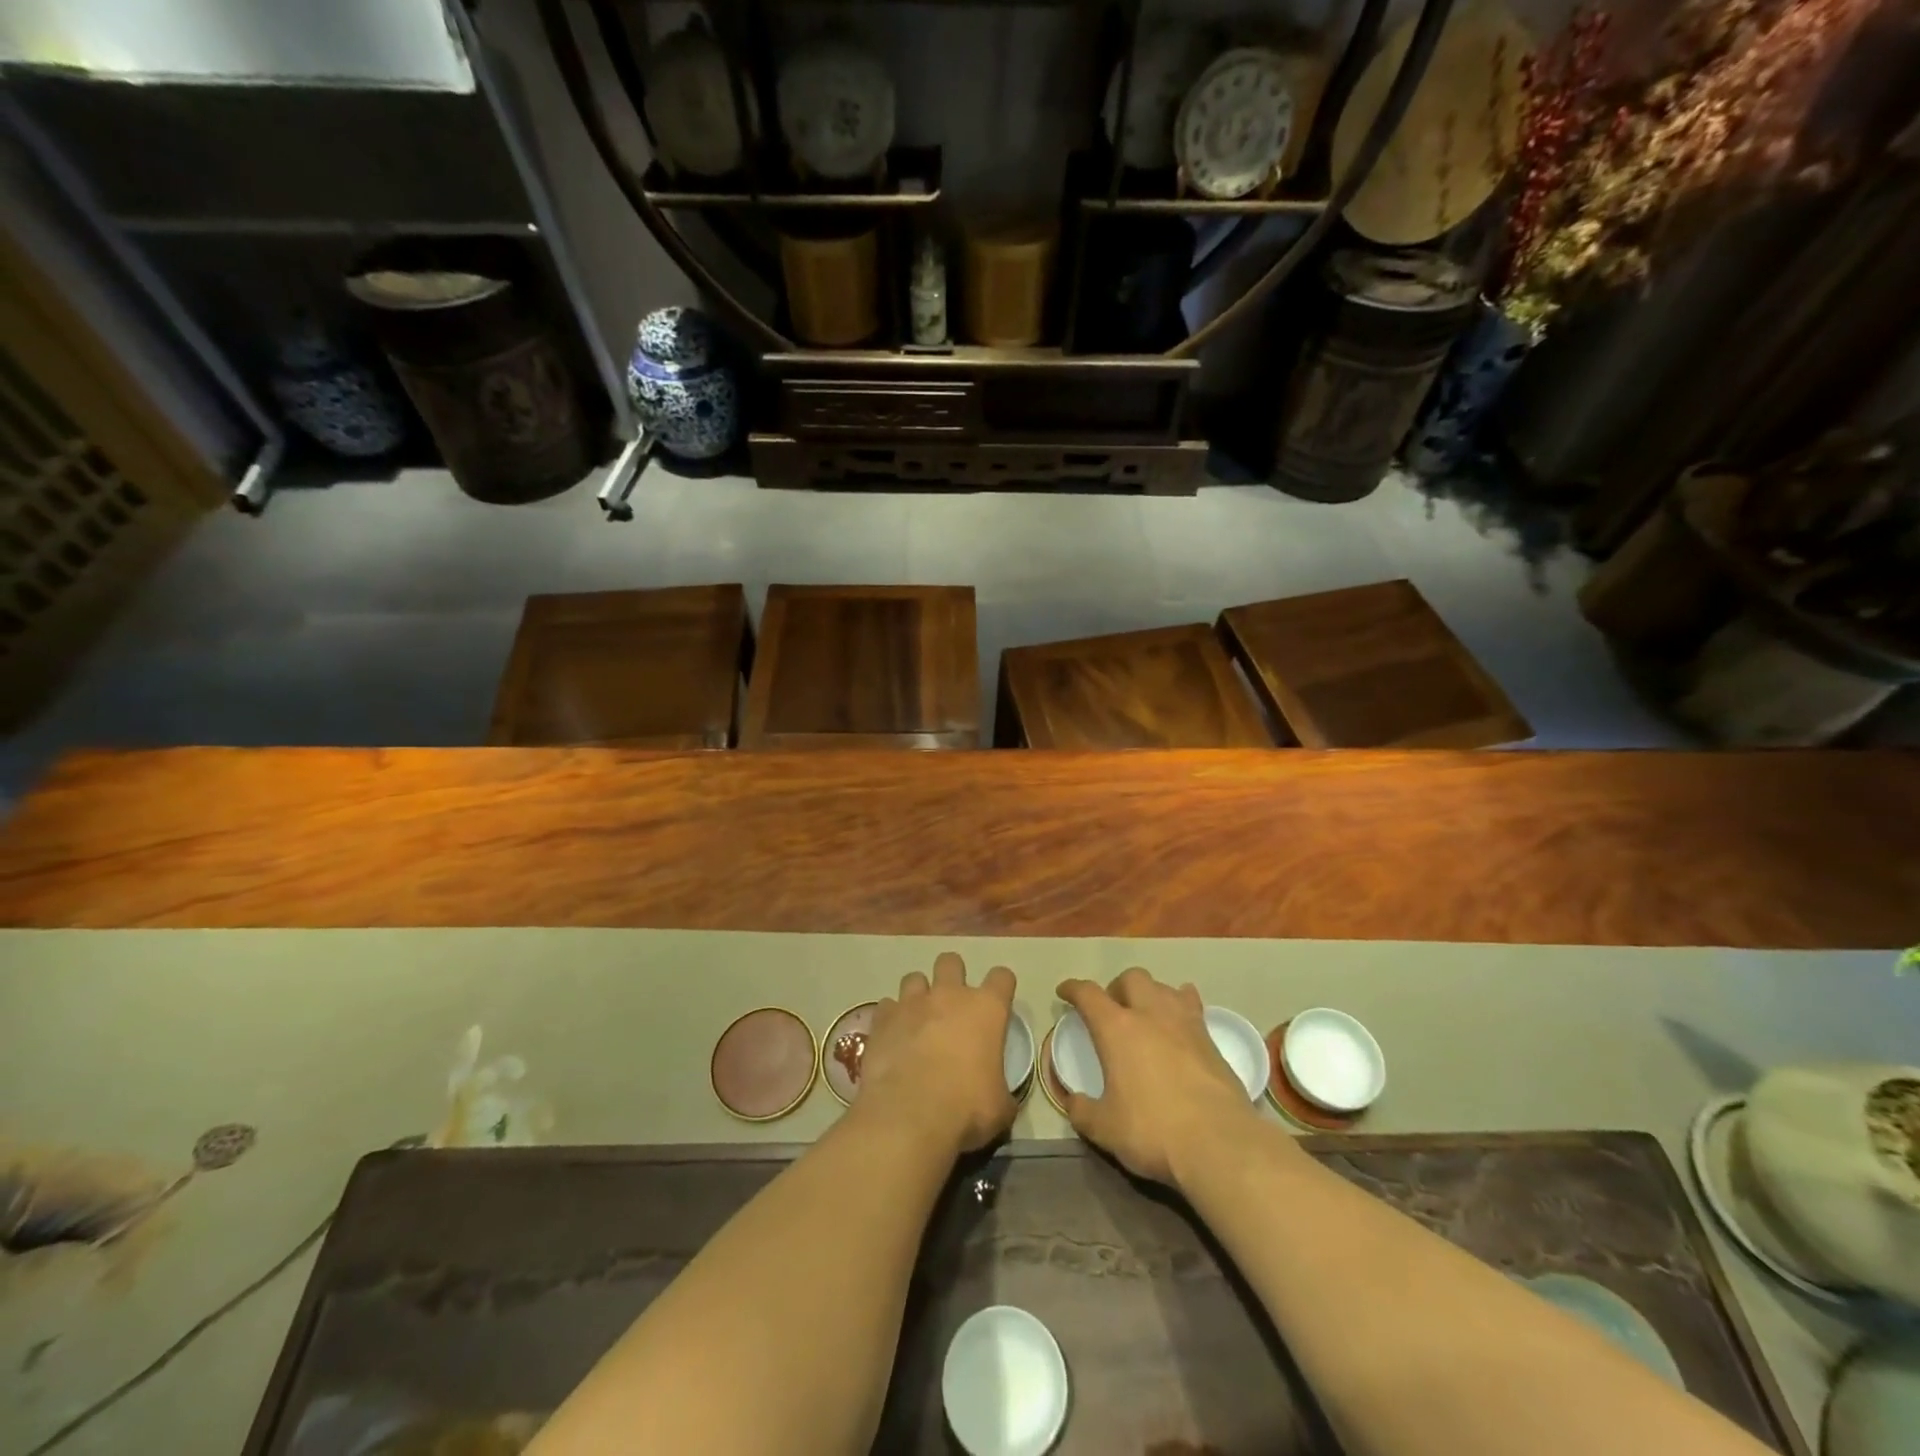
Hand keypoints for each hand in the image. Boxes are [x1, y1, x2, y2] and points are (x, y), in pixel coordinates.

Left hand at [856, 952, 1017, 1156]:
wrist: (909, 1115)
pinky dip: (891, 1017)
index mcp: (986, 1009)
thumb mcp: (1000, 1108)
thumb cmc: (966, 1108)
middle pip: (951, 961)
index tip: (999, 1004)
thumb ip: (1003, 1093)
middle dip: (952, 976)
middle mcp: (949, 995)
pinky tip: (893, 1037)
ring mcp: (912, 1003)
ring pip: (914, 977)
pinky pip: (887, 1005)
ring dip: (918, 994)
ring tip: (918, 1019)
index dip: (1001, 987)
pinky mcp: (883, 1018)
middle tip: (952, 1005)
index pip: (1002, 977)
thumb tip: (1001, 1099)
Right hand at [1055, 967, 1267, 1187]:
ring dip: (1150, 994)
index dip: (1073, 989)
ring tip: (1147, 1013)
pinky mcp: (1211, 1039)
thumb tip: (1073, 1102)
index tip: (1065, 992)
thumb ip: (1083, 1112)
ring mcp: (1184, 1023)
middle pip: (1131, 978)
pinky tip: (1180, 1025)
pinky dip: (1181, 1007)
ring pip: (1164, 987)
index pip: (1088, 995)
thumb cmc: (1152, 1130)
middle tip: (1112, 1009)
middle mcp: (1150, 1015)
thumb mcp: (1105, 1129)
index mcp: (1116, 1029)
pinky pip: (1192, 1006)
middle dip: (1117, 987)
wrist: (1219, 1143)